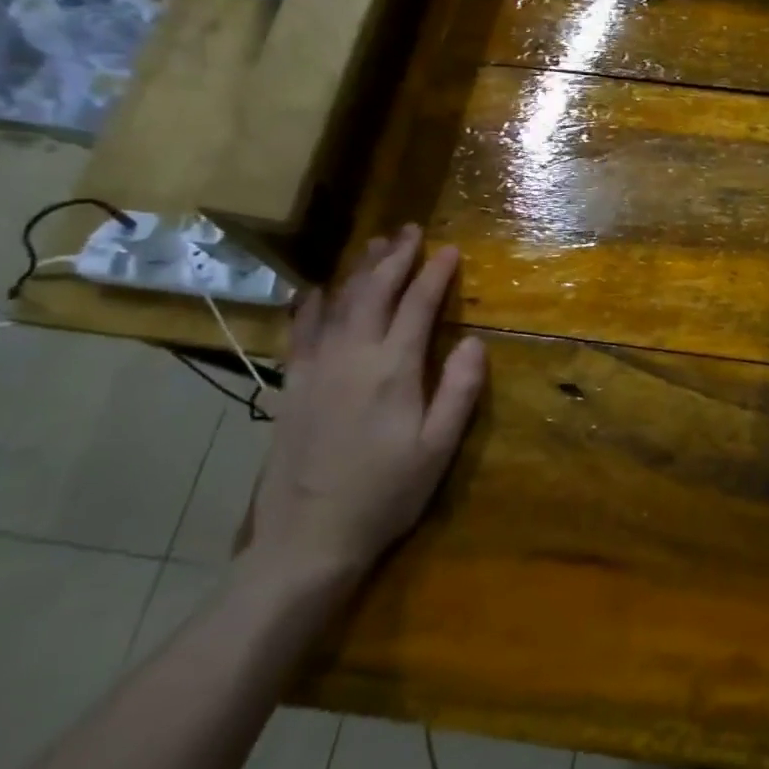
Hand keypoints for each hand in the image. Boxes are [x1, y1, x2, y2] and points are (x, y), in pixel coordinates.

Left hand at [245, 225, 485, 585]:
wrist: (307, 537)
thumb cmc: (385, 494)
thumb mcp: (438, 448)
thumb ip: (459, 391)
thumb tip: (474, 342)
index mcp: (394, 370)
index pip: (417, 306)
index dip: (435, 274)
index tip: (450, 249)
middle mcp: (352, 356)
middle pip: (373, 293)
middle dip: (395, 259)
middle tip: (411, 231)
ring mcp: (316, 368)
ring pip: (337, 303)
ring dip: (359, 271)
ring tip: (375, 246)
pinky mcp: (293, 385)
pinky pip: (301, 331)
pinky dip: (312, 304)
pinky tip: (318, 290)